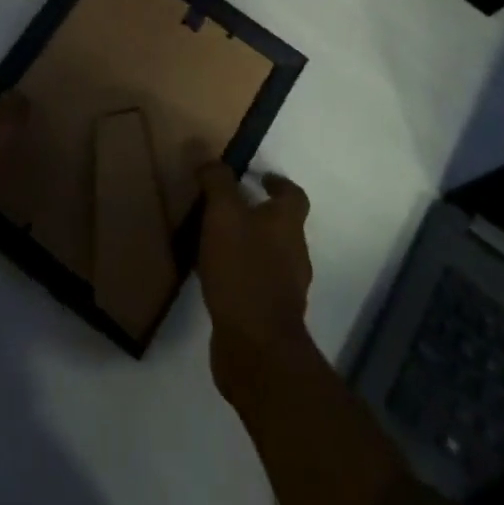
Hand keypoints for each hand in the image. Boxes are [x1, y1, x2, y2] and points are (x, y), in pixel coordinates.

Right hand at [196, 162, 314, 389]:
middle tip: (227, 207)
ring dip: (248, 246)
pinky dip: (240, 275)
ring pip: (269, 256)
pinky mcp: (269, 316)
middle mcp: (294, 254)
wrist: (256, 348)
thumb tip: (209, 156)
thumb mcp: (223, 215)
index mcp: (287, 225)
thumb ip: (217, 183)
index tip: (259, 177)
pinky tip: (215, 278)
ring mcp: (285, 288)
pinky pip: (256, 284)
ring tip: (215, 241)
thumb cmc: (243, 270)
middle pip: (282, 227)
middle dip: (259, 215)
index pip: (293, 195)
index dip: (278, 184)